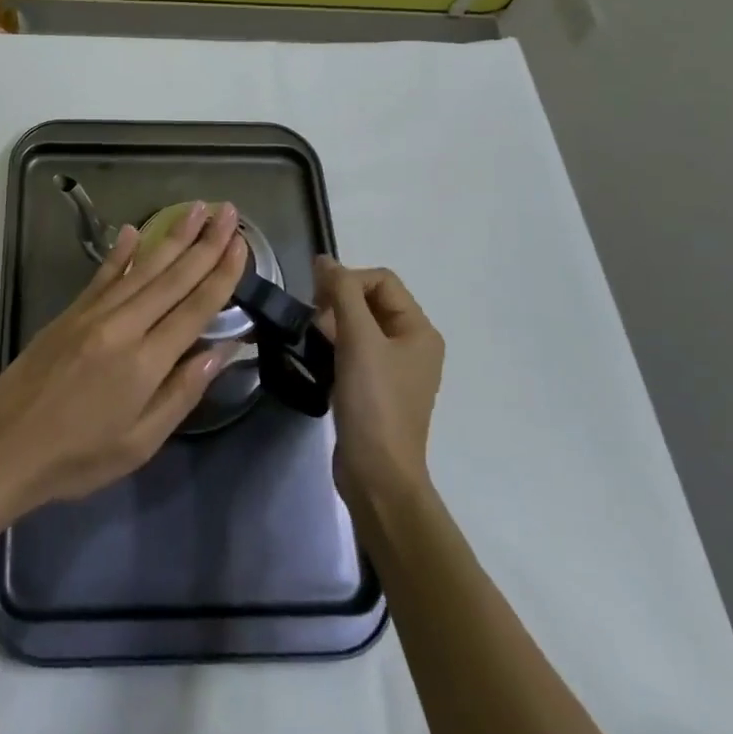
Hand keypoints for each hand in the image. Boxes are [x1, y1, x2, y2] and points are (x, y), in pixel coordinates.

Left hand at [0, 201, 246, 518]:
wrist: (5, 447)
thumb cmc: (79, 457)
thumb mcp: (140, 442)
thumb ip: (182, 392)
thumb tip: (221, 351)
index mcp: (145, 362)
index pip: (195, 308)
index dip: (221, 274)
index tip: (241, 244)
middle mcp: (123, 326)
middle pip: (173, 278)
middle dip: (205, 243)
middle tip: (228, 211)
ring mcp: (93, 314)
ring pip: (142, 268)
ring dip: (172, 237)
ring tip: (196, 209)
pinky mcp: (70, 312)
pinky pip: (103, 275)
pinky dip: (121, 252)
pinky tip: (134, 231)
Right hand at [314, 258, 444, 504]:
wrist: (376, 474)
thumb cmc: (374, 402)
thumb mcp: (357, 339)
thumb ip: (342, 292)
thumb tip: (324, 260)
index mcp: (419, 330)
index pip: (381, 280)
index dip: (348, 280)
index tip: (318, 300)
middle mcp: (412, 344)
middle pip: (371, 300)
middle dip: (339, 301)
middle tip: (314, 321)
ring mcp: (395, 368)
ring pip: (360, 324)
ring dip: (334, 322)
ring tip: (314, 338)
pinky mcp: (376, 387)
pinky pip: (355, 349)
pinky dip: (336, 344)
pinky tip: (318, 356)